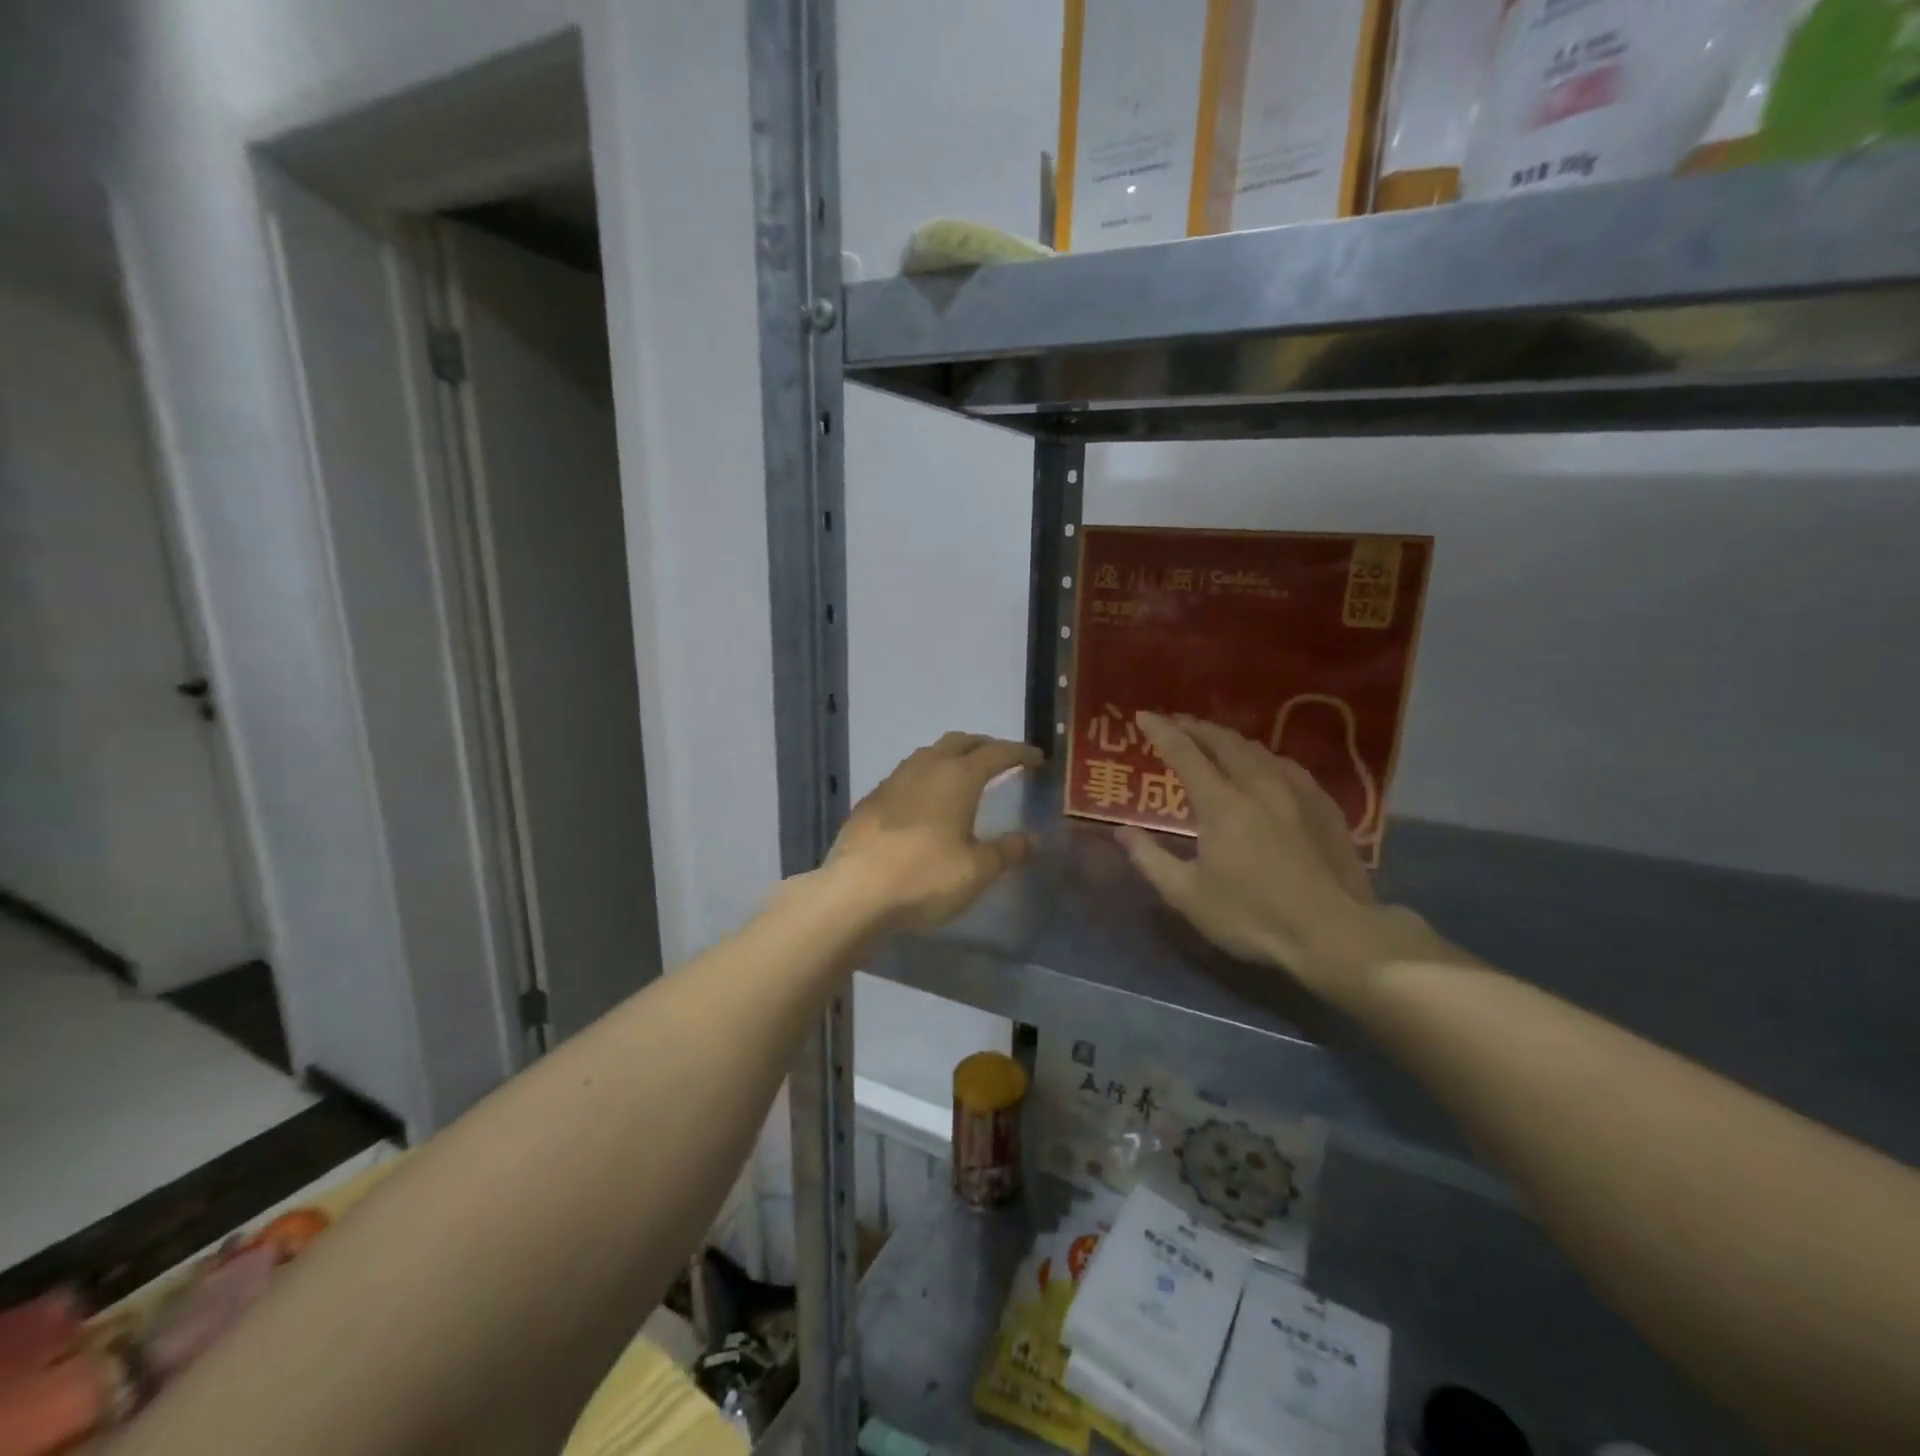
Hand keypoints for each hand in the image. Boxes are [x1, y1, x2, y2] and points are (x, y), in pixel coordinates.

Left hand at [828, 732, 1043, 931]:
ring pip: (928, 754)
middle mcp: (925, 768)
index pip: (996, 753)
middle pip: (959, 742)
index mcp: (957, 777)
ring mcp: (893, 781)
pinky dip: (925, 777)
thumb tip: (1033, 839)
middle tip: (1001, 759)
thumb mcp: (977, 870)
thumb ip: (1008, 851)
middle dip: (984, 745)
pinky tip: (924, 801)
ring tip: (963, 775)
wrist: (855, 891)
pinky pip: (906, 776)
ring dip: (950, 757)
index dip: (1019, 752)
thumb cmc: (925, 877)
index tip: (1036, 758)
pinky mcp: (871, 801)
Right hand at [1119, 713, 1459, 1010]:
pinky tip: (1266, 766)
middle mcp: (1259, 785)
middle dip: (1196, 727)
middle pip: (1224, 742)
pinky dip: (1264, 757)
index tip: (1143, 716)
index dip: (1162, 731)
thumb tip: (1121, 831)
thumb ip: (1150, 859)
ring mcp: (1297, 792)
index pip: (1185, 753)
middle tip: (1177, 722)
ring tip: (1215, 740)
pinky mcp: (1325, 807)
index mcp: (1222, 803)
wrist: (1335, 934)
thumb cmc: (1252, 916)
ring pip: (1259, 750)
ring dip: (1230, 739)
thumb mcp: (1188, 895)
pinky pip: (1288, 766)